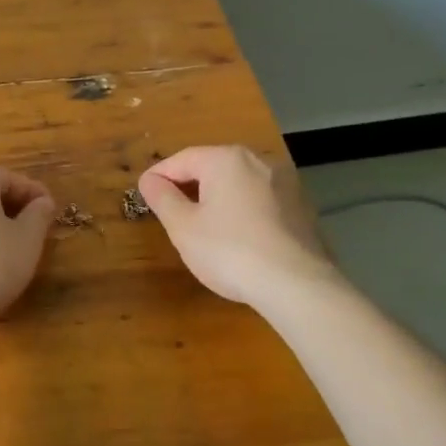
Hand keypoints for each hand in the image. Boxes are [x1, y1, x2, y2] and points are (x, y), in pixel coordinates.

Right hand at [139, 145, 340, 305]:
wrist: (297, 286)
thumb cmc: (230, 251)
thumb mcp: (183, 227)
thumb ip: (162, 198)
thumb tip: (150, 180)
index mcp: (226, 159)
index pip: (182, 159)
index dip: (159, 176)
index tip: (144, 193)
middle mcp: (259, 161)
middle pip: (212, 168)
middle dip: (189, 186)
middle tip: (170, 211)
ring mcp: (286, 183)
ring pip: (238, 184)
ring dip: (217, 199)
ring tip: (202, 226)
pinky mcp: (302, 208)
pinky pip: (261, 202)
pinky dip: (243, 212)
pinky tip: (237, 238)